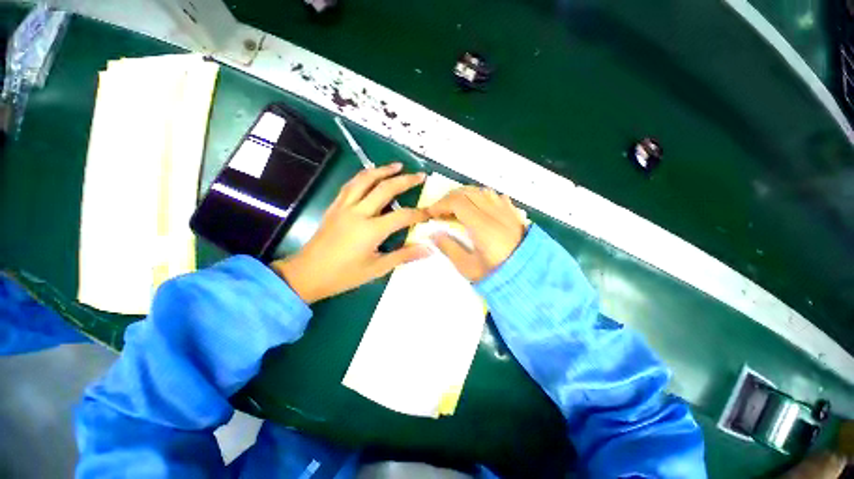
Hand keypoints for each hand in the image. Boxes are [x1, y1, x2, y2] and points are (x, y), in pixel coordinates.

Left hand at [271, 163, 430, 302]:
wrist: (307, 274)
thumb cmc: (344, 275)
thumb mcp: (377, 268)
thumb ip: (404, 256)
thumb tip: (428, 249)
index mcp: (371, 230)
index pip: (403, 216)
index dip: (419, 213)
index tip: (431, 212)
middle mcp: (358, 212)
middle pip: (385, 188)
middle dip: (405, 180)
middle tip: (420, 175)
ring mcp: (344, 206)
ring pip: (365, 179)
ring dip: (383, 170)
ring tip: (397, 166)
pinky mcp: (334, 206)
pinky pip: (350, 185)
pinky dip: (363, 176)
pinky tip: (371, 175)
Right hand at [427, 186, 524, 281]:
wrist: (529, 277)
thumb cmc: (496, 274)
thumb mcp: (468, 267)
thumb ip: (449, 248)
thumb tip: (433, 234)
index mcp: (482, 226)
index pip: (457, 202)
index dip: (441, 204)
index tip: (431, 213)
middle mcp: (495, 212)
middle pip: (468, 192)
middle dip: (450, 198)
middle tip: (440, 210)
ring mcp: (506, 211)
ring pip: (482, 191)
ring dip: (465, 195)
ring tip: (457, 207)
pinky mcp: (514, 213)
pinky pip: (496, 196)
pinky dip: (482, 197)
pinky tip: (479, 207)